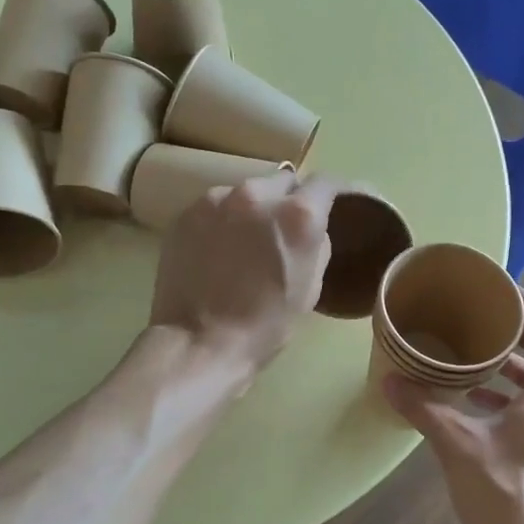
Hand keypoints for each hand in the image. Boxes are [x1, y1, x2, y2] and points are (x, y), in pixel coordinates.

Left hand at [149, 173, 338, 376]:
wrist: (199, 342)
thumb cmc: (265, 325)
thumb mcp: (310, 288)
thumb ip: (317, 245)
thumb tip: (311, 229)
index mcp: (297, 215)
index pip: (326, 182)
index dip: (335, 191)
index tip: (336, 201)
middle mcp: (257, 194)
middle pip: (283, 181)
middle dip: (290, 199)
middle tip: (286, 229)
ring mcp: (216, 200)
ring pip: (247, 192)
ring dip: (254, 209)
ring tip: (247, 241)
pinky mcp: (186, 213)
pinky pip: (216, 207)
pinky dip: (224, 220)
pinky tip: (219, 249)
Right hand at [384, 290, 523, 523]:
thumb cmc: (504, 494)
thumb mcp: (457, 444)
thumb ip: (423, 407)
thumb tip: (388, 379)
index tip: (496, 293)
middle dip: (515, 334)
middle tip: (476, 320)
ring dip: (512, 368)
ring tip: (470, 359)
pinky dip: (513, 397)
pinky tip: (476, 404)